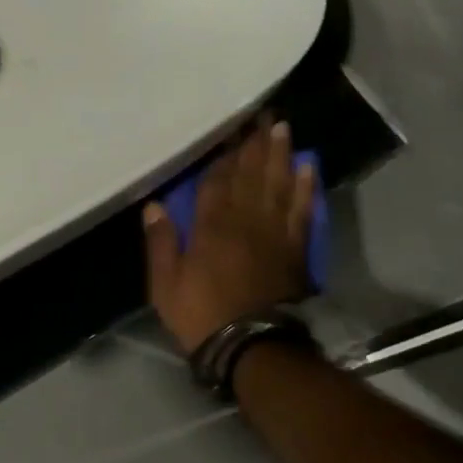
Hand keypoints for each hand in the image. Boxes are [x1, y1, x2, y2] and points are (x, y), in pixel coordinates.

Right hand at [143, 119, 316, 352]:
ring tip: (283, 129)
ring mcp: (274, 232)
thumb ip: (161, 243)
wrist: (252, 347)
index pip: (217, 180)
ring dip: (280, 155)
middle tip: (262, 114)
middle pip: (251, 173)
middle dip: (255, 143)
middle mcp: (246, 220)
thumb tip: (155, 205)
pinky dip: (305, 187)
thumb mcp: (165, 284)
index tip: (230, 127)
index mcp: (212, 226)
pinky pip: (301, 210)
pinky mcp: (294, 248)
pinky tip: (307, 168)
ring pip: (278, 184)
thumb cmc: (202, 314)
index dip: (223, 153)